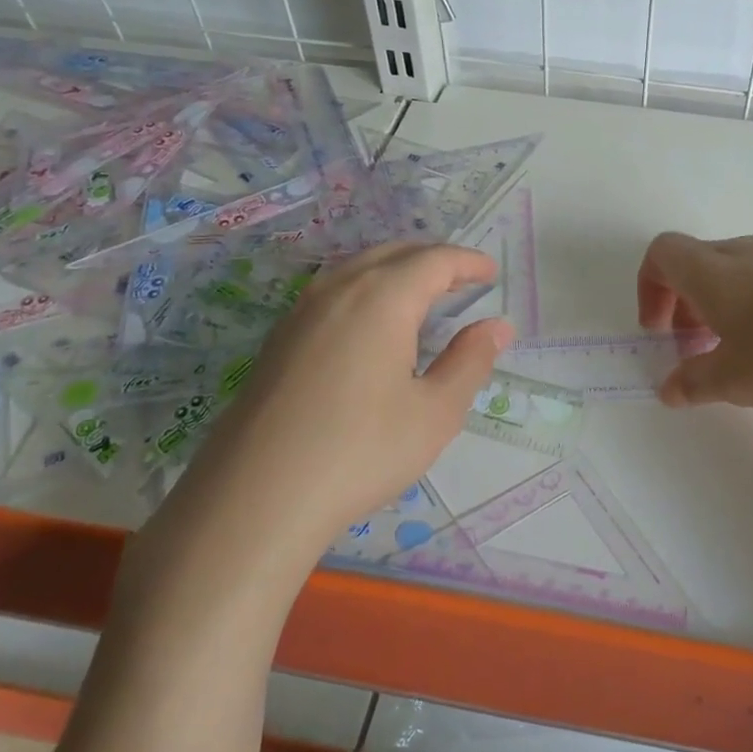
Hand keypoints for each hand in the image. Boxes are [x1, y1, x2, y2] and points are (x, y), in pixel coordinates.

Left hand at [161, 243, 511, 542]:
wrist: (255, 498)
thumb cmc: (360, 452)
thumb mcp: (435, 413)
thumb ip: (470, 362)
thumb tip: (497, 326)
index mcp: (382, 299)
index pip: (433, 261)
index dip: (467, 262)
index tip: (491, 273)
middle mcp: (338, 290)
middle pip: (393, 254)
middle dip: (432, 260)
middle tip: (462, 281)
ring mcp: (301, 312)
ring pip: (357, 269)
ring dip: (396, 270)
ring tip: (421, 296)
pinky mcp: (278, 339)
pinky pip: (332, 292)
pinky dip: (365, 289)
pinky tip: (370, 325)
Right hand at [637, 231, 752, 414]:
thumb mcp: (736, 380)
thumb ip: (694, 382)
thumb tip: (669, 388)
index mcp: (715, 271)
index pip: (663, 253)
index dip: (649, 288)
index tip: (660, 332)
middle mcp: (749, 253)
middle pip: (697, 261)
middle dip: (684, 302)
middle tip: (694, 346)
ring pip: (737, 269)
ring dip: (721, 303)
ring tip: (739, 349)